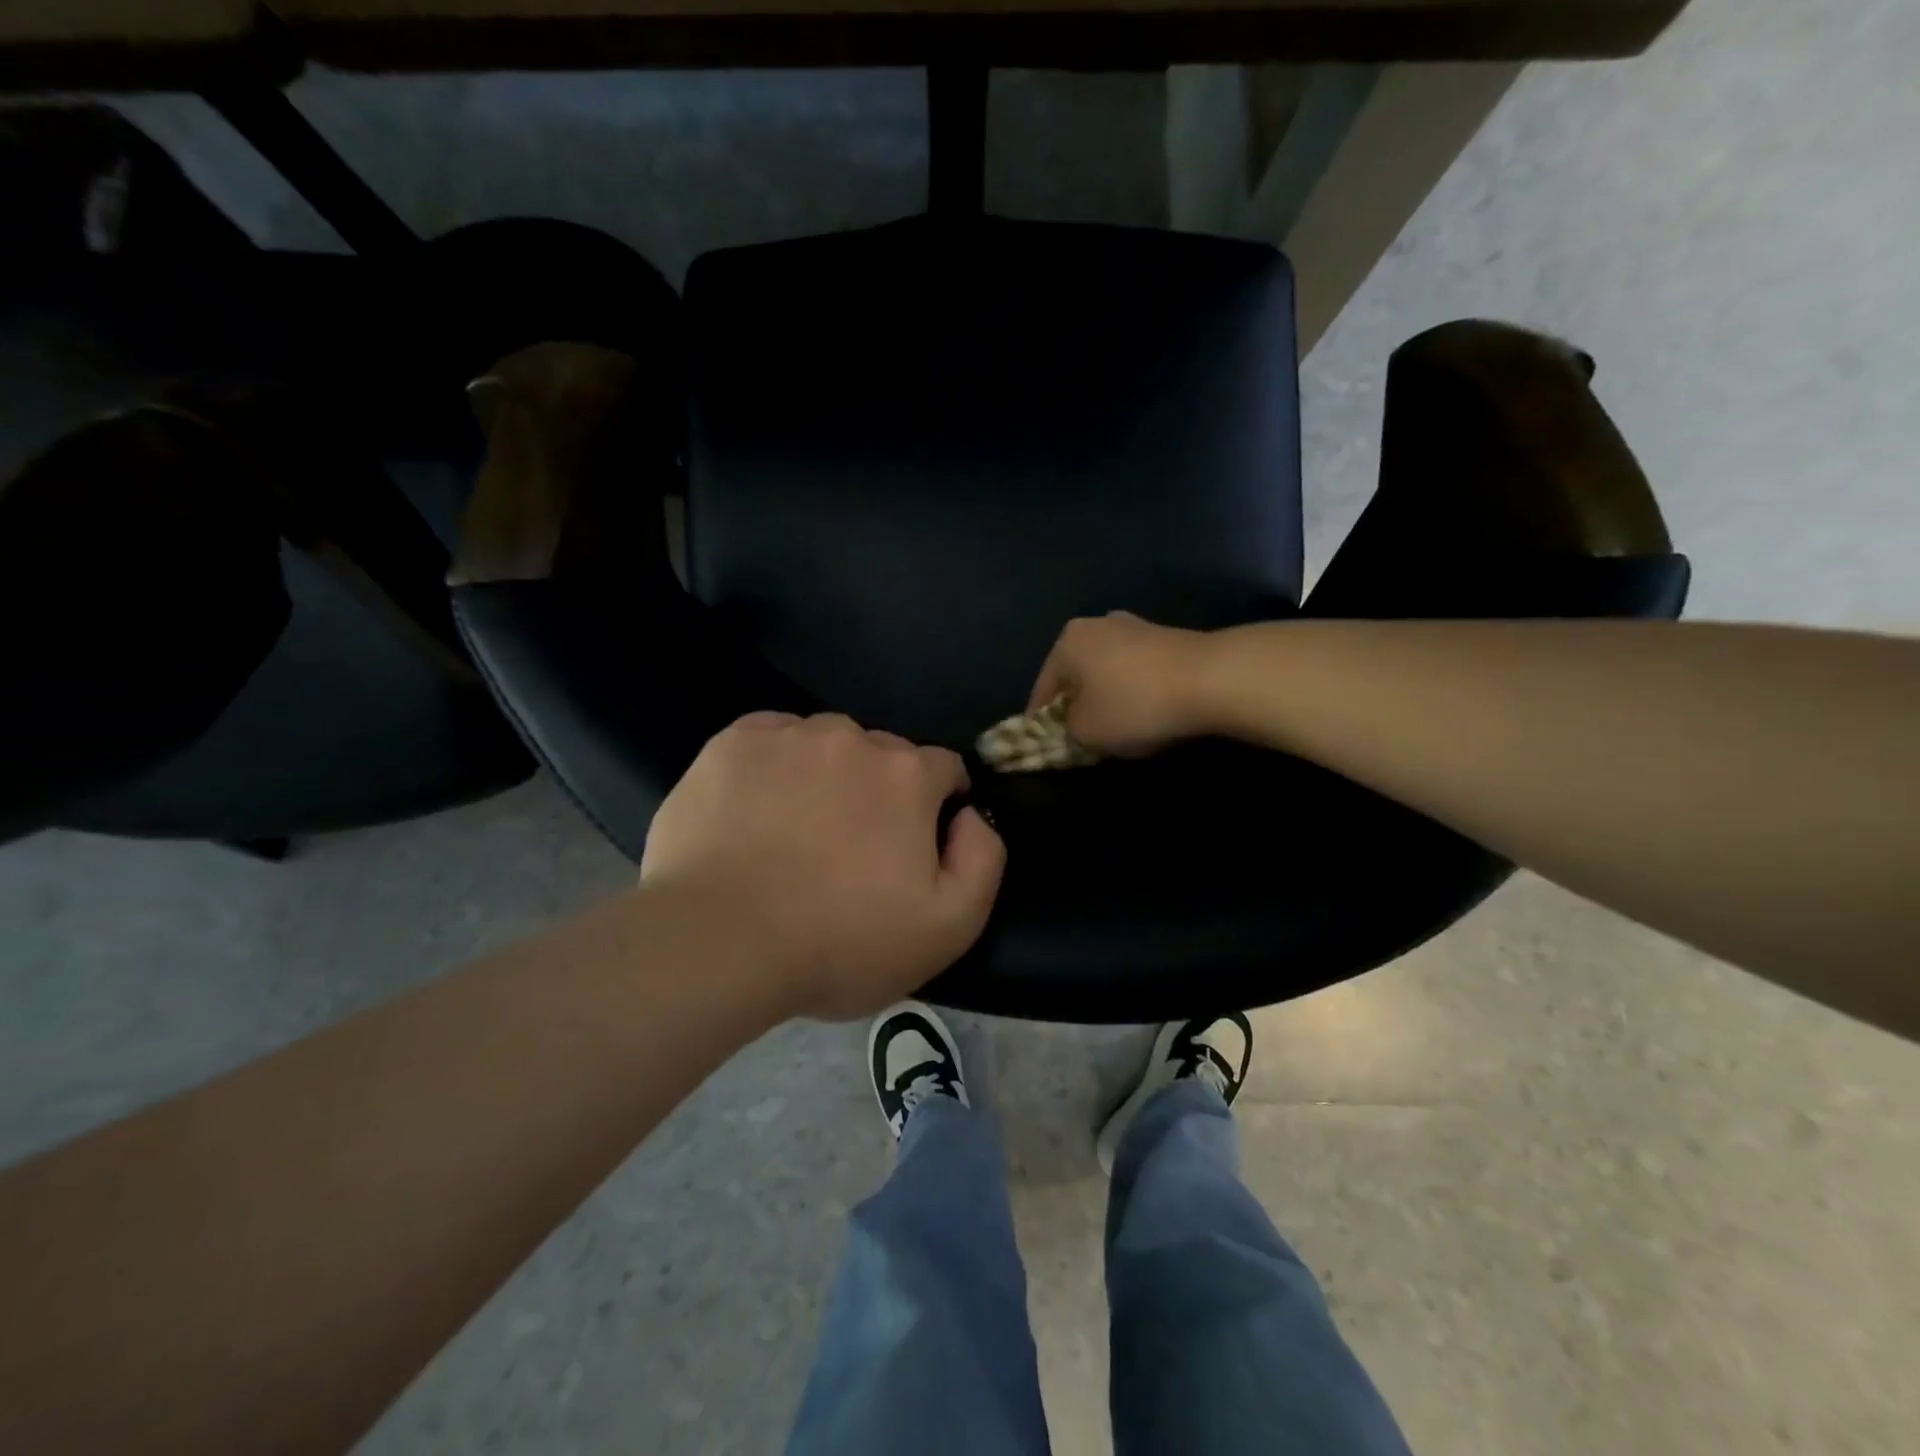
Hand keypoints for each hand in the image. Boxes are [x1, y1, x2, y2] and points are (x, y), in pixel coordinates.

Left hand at [640, 712, 1005, 1018]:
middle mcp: (852, 739)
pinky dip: (773, 765)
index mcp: (907, 775)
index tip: (914, 845)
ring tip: (796, 830)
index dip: (937, 804)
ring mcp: (788, 736)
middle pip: (883, 754)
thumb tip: (969, 814)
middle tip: (850, 849)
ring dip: (825, 774)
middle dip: (880, 790)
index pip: (943, 769)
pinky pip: (769, 740)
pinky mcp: (731, 744)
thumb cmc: (840, 943)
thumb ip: (984, 857)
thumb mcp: (949, 926)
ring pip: (824, 744)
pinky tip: (756, 809)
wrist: (720, 943)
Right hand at [1029, 611, 1210, 756]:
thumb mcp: (1085, 732)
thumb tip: (1071, 725)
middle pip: (1075, 677)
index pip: (1042, 690)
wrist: (1211, 679)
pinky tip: (1145, 713)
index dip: (1040, 724)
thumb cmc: (1134, 704)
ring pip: (1106, 673)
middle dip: (1075, 707)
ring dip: (1105, 698)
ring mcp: (1134, 627)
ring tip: (1114, 730)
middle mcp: (1096, 625)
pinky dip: (1133, 692)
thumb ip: (1065, 730)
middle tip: (1079, 739)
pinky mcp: (1166, 637)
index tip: (1044, 748)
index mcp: (1067, 642)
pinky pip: (1135, 672)